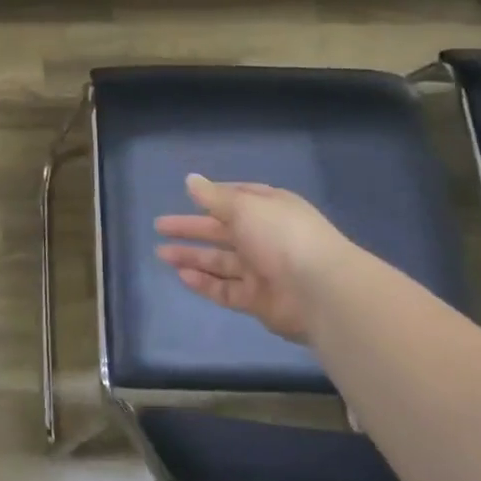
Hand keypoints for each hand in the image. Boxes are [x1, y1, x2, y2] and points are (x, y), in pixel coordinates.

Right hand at [154, 174, 367, 342]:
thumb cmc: (282, 235)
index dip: (212, 198)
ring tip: (161, 254)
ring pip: (220, 262)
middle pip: (222, 231)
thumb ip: (213, 197)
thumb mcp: (244, 206)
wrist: (321, 291)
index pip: (237, 199)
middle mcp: (266, 237)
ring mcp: (263, 271)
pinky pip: (226, 289)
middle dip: (191, 229)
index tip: (187, 196)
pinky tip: (182, 275)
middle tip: (159, 227)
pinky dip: (204, 283)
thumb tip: (190, 180)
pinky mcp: (259, 301)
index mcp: (270, 209)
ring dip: (191, 257)